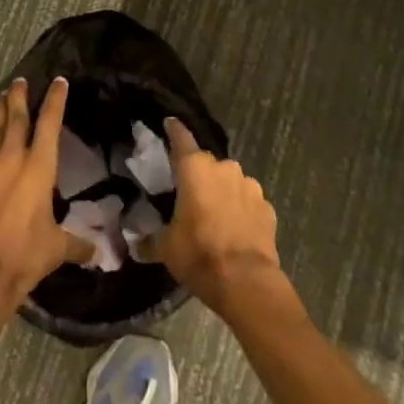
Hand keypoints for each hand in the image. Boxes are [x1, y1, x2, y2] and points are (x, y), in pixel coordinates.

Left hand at [0, 77, 88, 311]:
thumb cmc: (25, 255)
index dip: (56, 99)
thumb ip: (77, 244)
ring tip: (0, 100)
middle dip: (19, 95)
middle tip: (20, 81)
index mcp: (39, 166)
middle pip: (15, 115)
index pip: (50, 122)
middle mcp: (10, 157)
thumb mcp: (57, 249)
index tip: (59, 81)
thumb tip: (97, 253)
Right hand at [153, 117, 283, 315]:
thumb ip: (149, 240)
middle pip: (207, 164)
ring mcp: (250, 186)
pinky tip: (235, 229)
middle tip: (189, 195)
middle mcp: (224, 168)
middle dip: (199, 175)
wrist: (246, 282)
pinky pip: (248, 202)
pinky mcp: (268, 207)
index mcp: (195, 169)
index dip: (174, 130)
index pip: (181, 139)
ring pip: (231, 182)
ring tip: (214, 215)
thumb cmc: (199, 254)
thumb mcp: (166, 248)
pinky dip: (241, 210)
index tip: (169, 122)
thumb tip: (136, 245)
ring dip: (222, 192)